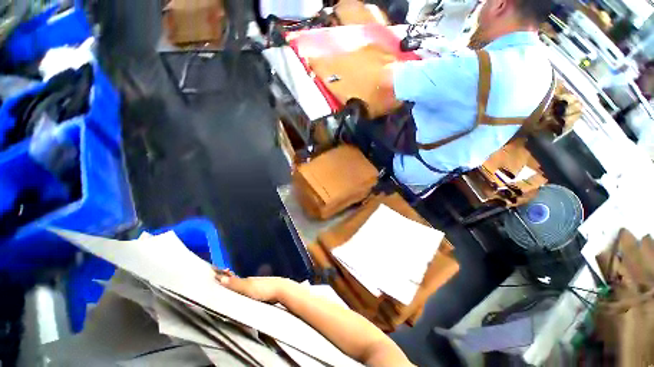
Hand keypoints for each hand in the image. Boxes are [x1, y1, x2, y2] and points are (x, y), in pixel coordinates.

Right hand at [214, 268, 287, 302]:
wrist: (281, 290)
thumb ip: (235, 284)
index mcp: (246, 280)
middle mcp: (251, 281)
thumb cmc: (264, 289)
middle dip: (228, 282)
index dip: (223, 277)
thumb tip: (220, 278)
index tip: (214, 275)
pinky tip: (244, 297)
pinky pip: (250, 292)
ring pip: (244, 287)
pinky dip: (244, 293)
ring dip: (236, 288)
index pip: (231, 278)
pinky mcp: (262, 293)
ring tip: (228, 291)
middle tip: (218, 282)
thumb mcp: (248, 287)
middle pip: (237, 282)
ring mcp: (257, 286)